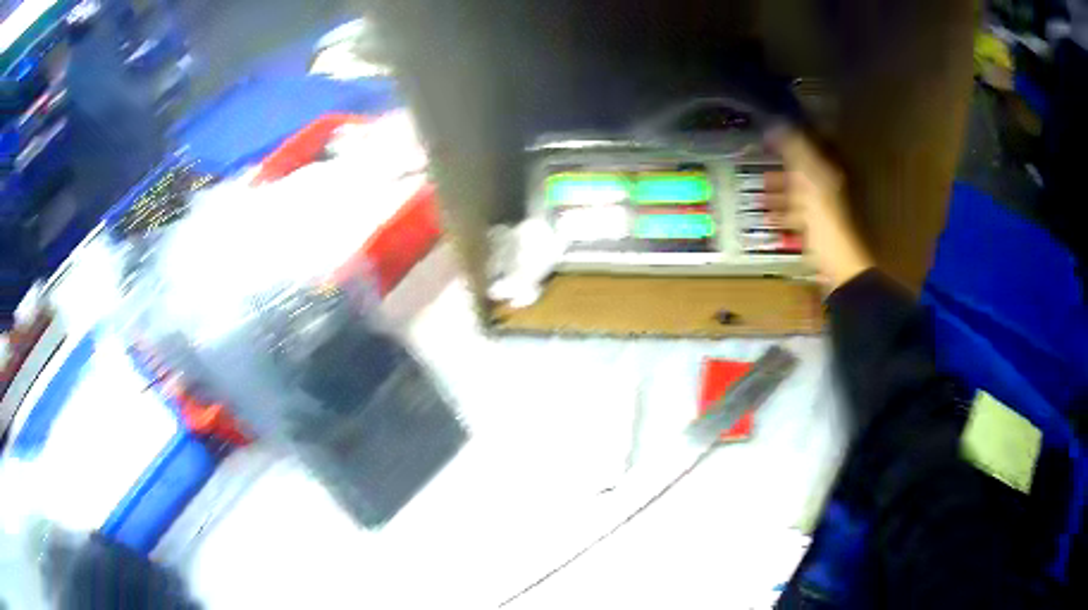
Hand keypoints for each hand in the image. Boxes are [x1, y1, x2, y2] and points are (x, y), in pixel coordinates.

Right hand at [767, 131, 873, 289]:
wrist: (838, 267)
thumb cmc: (824, 224)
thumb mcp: (808, 183)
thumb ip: (795, 153)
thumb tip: (777, 124)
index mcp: (823, 176)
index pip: (803, 153)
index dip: (785, 146)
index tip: (765, 142)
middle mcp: (824, 191)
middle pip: (799, 176)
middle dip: (778, 174)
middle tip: (756, 175)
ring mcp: (820, 213)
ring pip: (796, 198)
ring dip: (777, 197)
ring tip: (757, 199)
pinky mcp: (815, 233)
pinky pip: (795, 218)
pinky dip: (781, 217)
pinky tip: (768, 222)